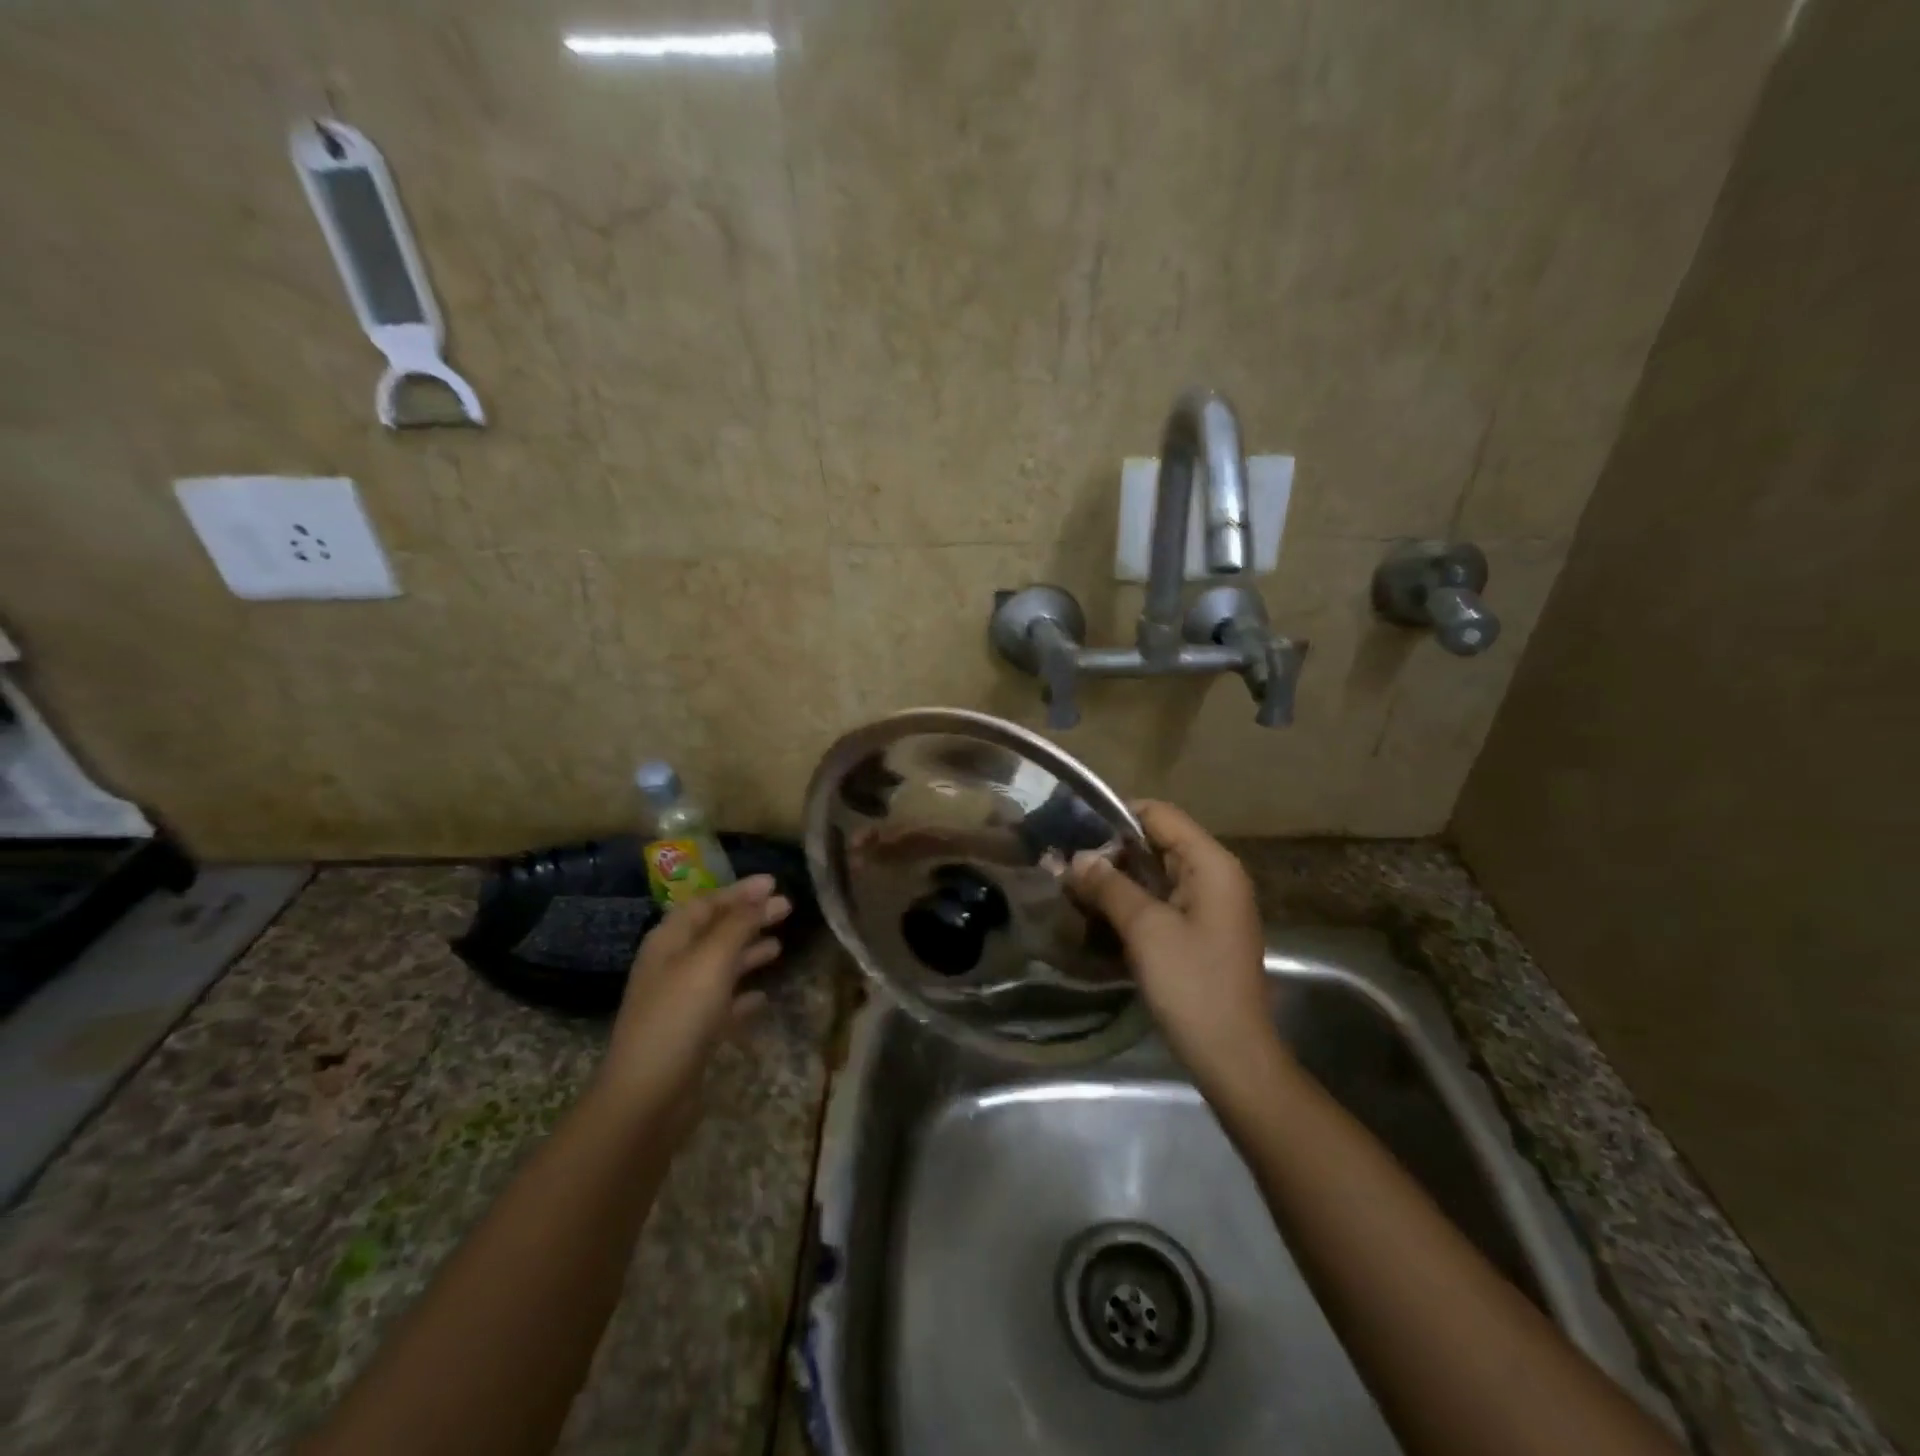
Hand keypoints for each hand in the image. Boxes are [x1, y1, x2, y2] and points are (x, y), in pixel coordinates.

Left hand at [601, 875, 790, 1118]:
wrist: (647, 1097)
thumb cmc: (679, 1017)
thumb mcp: (711, 961)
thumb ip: (737, 925)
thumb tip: (761, 894)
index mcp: (669, 942)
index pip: (706, 903)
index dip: (740, 891)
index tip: (774, 883)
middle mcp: (671, 966)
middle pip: (715, 932)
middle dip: (749, 918)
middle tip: (787, 909)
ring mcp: (679, 1002)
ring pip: (719, 967)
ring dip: (748, 953)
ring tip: (780, 947)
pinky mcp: (690, 1035)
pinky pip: (721, 1004)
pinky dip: (742, 995)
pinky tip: (763, 997)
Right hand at [1069, 801, 1280, 1093]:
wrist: (1232, 1056)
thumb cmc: (1192, 985)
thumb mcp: (1145, 929)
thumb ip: (1109, 885)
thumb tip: (1076, 857)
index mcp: (1211, 864)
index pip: (1159, 815)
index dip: (1115, 817)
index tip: (1073, 831)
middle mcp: (1214, 875)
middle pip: (1156, 842)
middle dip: (1111, 851)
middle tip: (1064, 863)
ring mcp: (1208, 905)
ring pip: (1155, 874)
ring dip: (1117, 879)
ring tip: (1072, 886)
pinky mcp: (1199, 931)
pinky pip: (1160, 901)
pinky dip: (1130, 902)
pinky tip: (1097, 914)